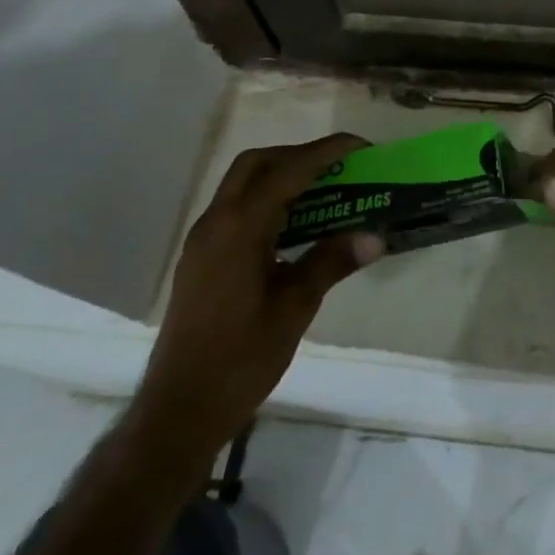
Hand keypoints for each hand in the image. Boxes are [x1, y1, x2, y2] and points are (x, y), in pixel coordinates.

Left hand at [124, 134, 383, 486]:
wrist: (179, 409)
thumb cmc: (241, 358)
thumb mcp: (295, 308)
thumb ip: (332, 262)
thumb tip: (375, 235)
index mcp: (240, 228)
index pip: (288, 171)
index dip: (326, 152)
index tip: (361, 146)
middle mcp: (216, 222)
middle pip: (257, 164)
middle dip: (299, 155)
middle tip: (339, 166)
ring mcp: (203, 240)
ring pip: (242, 184)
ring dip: (281, 175)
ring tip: (323, 190)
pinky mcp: (200, 258)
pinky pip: (236, 208)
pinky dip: (267, 199)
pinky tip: (293, 226)